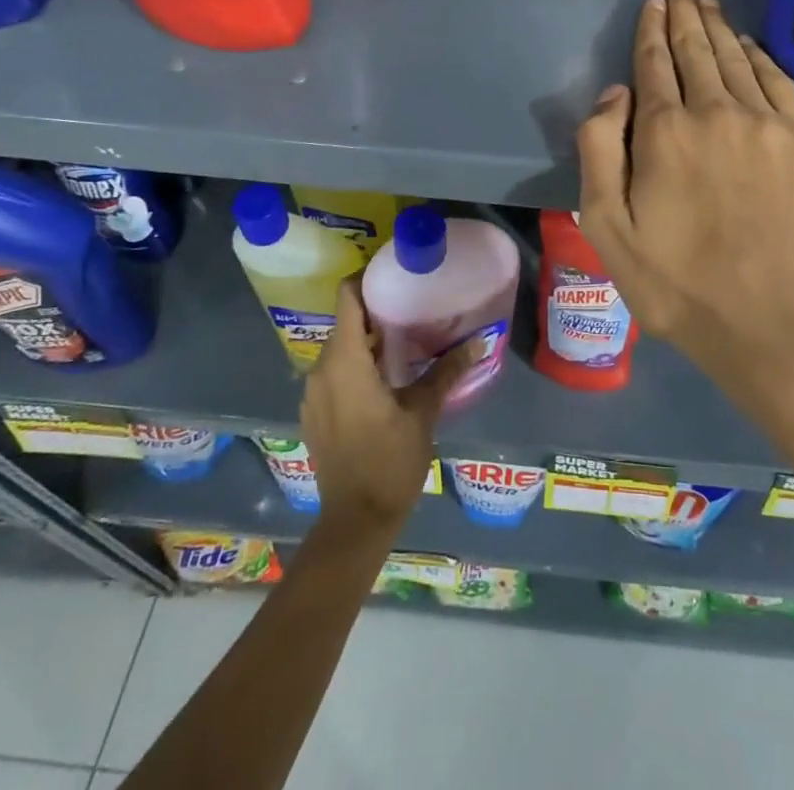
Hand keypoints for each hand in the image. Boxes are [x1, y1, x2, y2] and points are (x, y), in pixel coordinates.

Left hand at [300, 279, 475, 533]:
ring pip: (340, 347)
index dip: (366, 278)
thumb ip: (446, 371)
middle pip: (345, 321)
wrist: (355, 522)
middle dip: (375, 308)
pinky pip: (335, 372)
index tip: (395, 272)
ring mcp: (314, 393)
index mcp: (344, 362)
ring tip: (405, 335)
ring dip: (367, 338)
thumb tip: (479, 340)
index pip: (346, 298)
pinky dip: (357, 363)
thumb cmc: (389, 462)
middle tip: (413, 302)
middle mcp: (321, 370)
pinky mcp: (315, 413)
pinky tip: (387, 374)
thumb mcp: (423, 412)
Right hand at [576, 0, 793, 426]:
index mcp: (664, 131)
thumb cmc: (678, 282)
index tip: (654, 3)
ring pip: (737, 58)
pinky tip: (749, 43)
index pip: (654, 64)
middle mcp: (715, 111)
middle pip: (697, 50)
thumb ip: (599, 151)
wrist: (773, 320)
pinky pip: (778, 81)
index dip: (651, 30)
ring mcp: (766, 123)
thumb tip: (615, 93)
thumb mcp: (607, 228)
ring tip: (708, 1)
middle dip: (686, 14)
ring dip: (719, 26)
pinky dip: (760, 56)